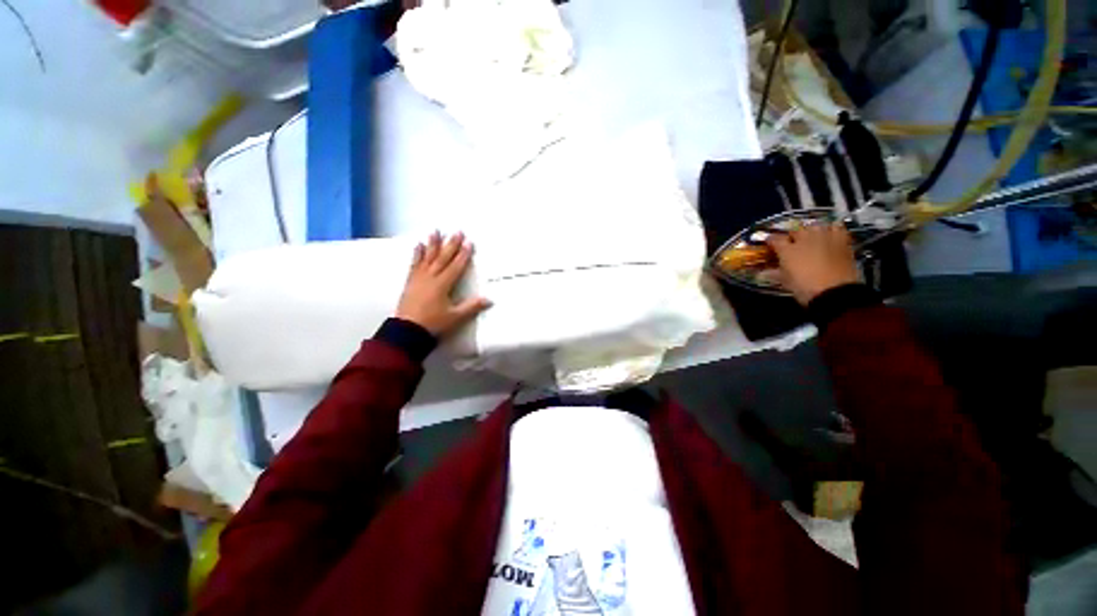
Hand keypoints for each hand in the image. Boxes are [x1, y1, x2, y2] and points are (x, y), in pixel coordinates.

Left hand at [396, 232, 491, 337]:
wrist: (407, 331)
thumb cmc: (433, 324)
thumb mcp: (455, 317)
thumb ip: (472, 307)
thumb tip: (489, 299)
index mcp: (443, 285)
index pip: (456, 266)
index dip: (464, 254)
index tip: (469, 243)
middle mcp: (430, 278)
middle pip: (443, 258)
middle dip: (451, 244)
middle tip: (457, 232)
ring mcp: (419, 279)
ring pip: (428, 257)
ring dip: (433, 244)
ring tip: (436, 231)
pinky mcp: (411, 282)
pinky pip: (415, 264)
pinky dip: (417, 254)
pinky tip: (419, 246)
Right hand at [768, 223, 859, 305]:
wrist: (835, 293)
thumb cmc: (805, 289)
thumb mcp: (786, 282)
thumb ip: (775, 273)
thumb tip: (764, 272)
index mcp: (788, 250)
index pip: (775, 239)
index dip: (770, 240)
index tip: (769, 244)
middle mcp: (805, 240)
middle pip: (796, 229)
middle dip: (792, 235)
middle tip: (791, 242)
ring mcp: (824, 238)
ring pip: (816, 225)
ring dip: (811, 229)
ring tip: (811, 236)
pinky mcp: (842, 242)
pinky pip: (837, 228)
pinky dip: (832, 229)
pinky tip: (830, 234)